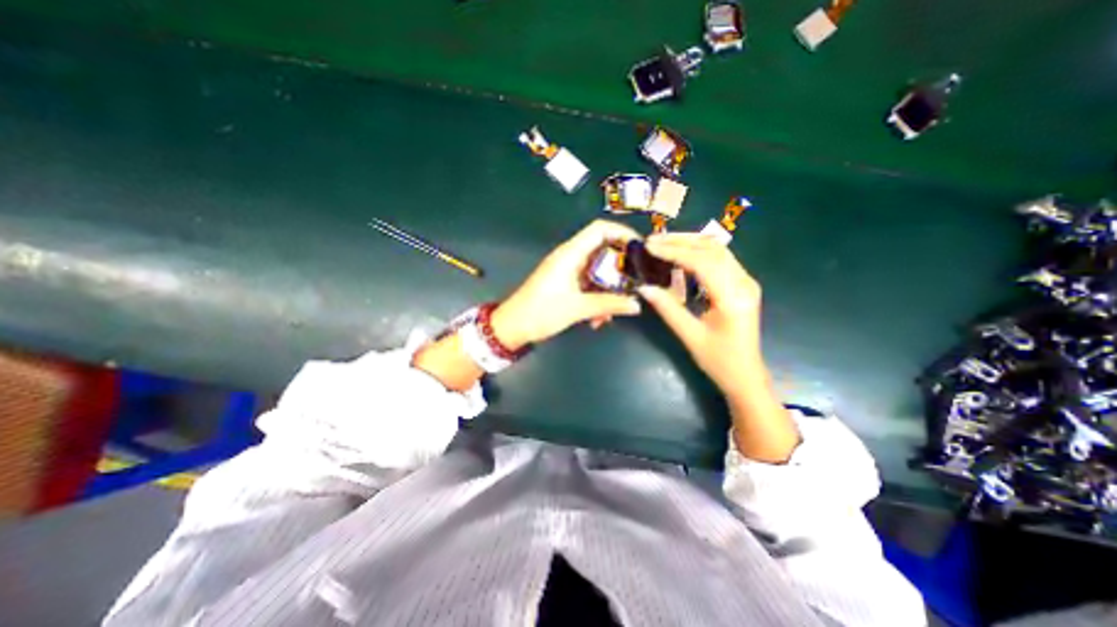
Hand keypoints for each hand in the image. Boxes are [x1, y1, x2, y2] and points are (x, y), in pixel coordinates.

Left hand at [490, 217, 642, 347]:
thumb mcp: (577, 308)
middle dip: (619, 270)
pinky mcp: (565, 284)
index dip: (622, 233)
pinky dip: (596, 298)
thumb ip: (608, 304)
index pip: (600, 229)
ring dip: (607, 291)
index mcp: (570, 254)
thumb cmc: (541, 312)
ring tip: (611, 313)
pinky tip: (597, 320)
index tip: (640, 249)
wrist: (513, 327)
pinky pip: (588, 285)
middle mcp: (570, 257)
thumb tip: (636, 305)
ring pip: (597, 272)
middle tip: (633, 285)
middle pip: (602, 251)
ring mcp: (567, 271)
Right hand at [631, 233, 799, 461]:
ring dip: (690, 242)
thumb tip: (644, 287)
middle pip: (713, 249)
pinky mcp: (742, 284)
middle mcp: (744, 283)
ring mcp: (746, 282)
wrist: (746, 375)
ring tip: (663, 243)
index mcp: (733, 298)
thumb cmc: (719, 361)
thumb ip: (667, 308)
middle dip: (681, 241)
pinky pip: (720, 259)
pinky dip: (698, 252)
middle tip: (653, 240)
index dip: (674, 251)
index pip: (702, 262)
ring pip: (718, 250)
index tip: (650, 246)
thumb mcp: (690, 336)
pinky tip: (681, 254)